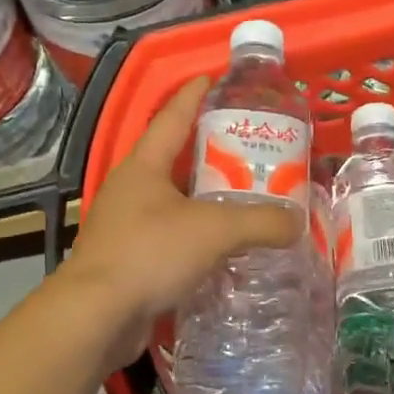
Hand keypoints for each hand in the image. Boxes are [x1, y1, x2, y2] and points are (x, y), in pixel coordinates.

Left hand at [59, 76, 301, 362]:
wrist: (96, 316)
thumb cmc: (149, 253)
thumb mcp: (213, 230)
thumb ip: (260, 222)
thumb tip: (296, 222)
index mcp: (143, 166)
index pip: (172, 118)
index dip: (193, 95)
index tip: (212, 77)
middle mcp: (131, 190)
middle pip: (174, 161)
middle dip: (210, 153)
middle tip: (250, 149)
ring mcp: (125, 226)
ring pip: (174, 203)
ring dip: (205, 200)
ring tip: (245, 199)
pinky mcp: (128, 260)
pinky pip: (170, 238)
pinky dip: (196, 237)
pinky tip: (223, 248)